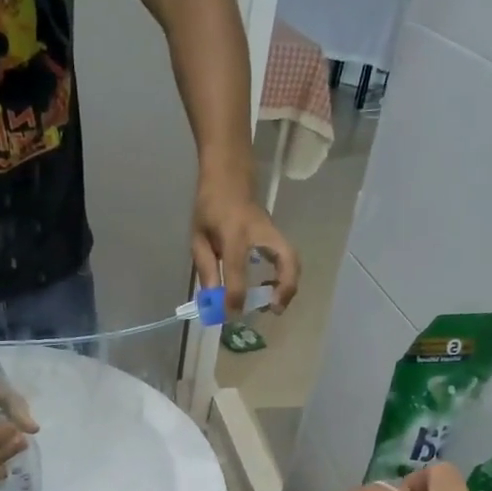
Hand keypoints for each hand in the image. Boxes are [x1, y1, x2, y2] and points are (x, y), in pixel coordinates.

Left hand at [192, 177, 300, 316]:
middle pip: (287, 259)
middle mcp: (260, 233)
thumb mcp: (198, 236)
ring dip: (289, 285)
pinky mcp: (277, 235)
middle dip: (285, 288)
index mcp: (234, 234)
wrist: (229, 176)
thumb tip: (213, 300)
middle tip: (274, 309)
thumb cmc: (210, 206)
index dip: (235, 296)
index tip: (232, 314)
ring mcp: (273, 232)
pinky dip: (286, 277)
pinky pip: (288, 258)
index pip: (237, 269)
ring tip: (275, 305)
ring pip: (293, 259)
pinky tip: (272, 289)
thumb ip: (206, 268)